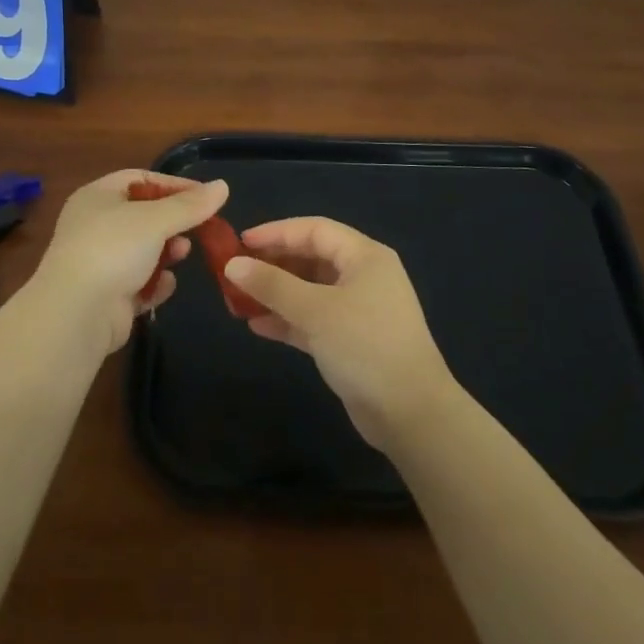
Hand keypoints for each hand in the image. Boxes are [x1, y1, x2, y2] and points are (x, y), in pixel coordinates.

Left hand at [27, 170, 229, 356]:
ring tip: (181, 255)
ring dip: (166, 252)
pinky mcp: (106, 296)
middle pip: (143, 216)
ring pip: (142, 251)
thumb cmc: (113, 250)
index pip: (140, 179)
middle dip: (172, 222)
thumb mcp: (156, 220)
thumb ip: (190, 205)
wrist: (76, 314)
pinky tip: (166, 285)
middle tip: (196, 229)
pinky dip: (154, 283)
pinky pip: (138, 283)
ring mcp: (98, 263)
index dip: (173, 185)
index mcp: (97, 197)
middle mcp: (94, 226)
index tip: (205, 196)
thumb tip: (222, 186)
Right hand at [226, 218, 456, 449]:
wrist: (411, 414)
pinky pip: (313, 319)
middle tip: (236, 272)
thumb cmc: (365, 346)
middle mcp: (363, 276)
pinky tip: (257, 326)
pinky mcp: (351, 341)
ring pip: (309, 291)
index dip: (276, 232)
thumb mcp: (315, 310)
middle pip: (311, 258)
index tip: (240, 242)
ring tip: (238, 300)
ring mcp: (358, 310)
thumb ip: (272, 285)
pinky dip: (287, 320)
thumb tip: (232, 265)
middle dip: (272, 264)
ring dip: (276, 294)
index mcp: (364, 256)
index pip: (314, 230)